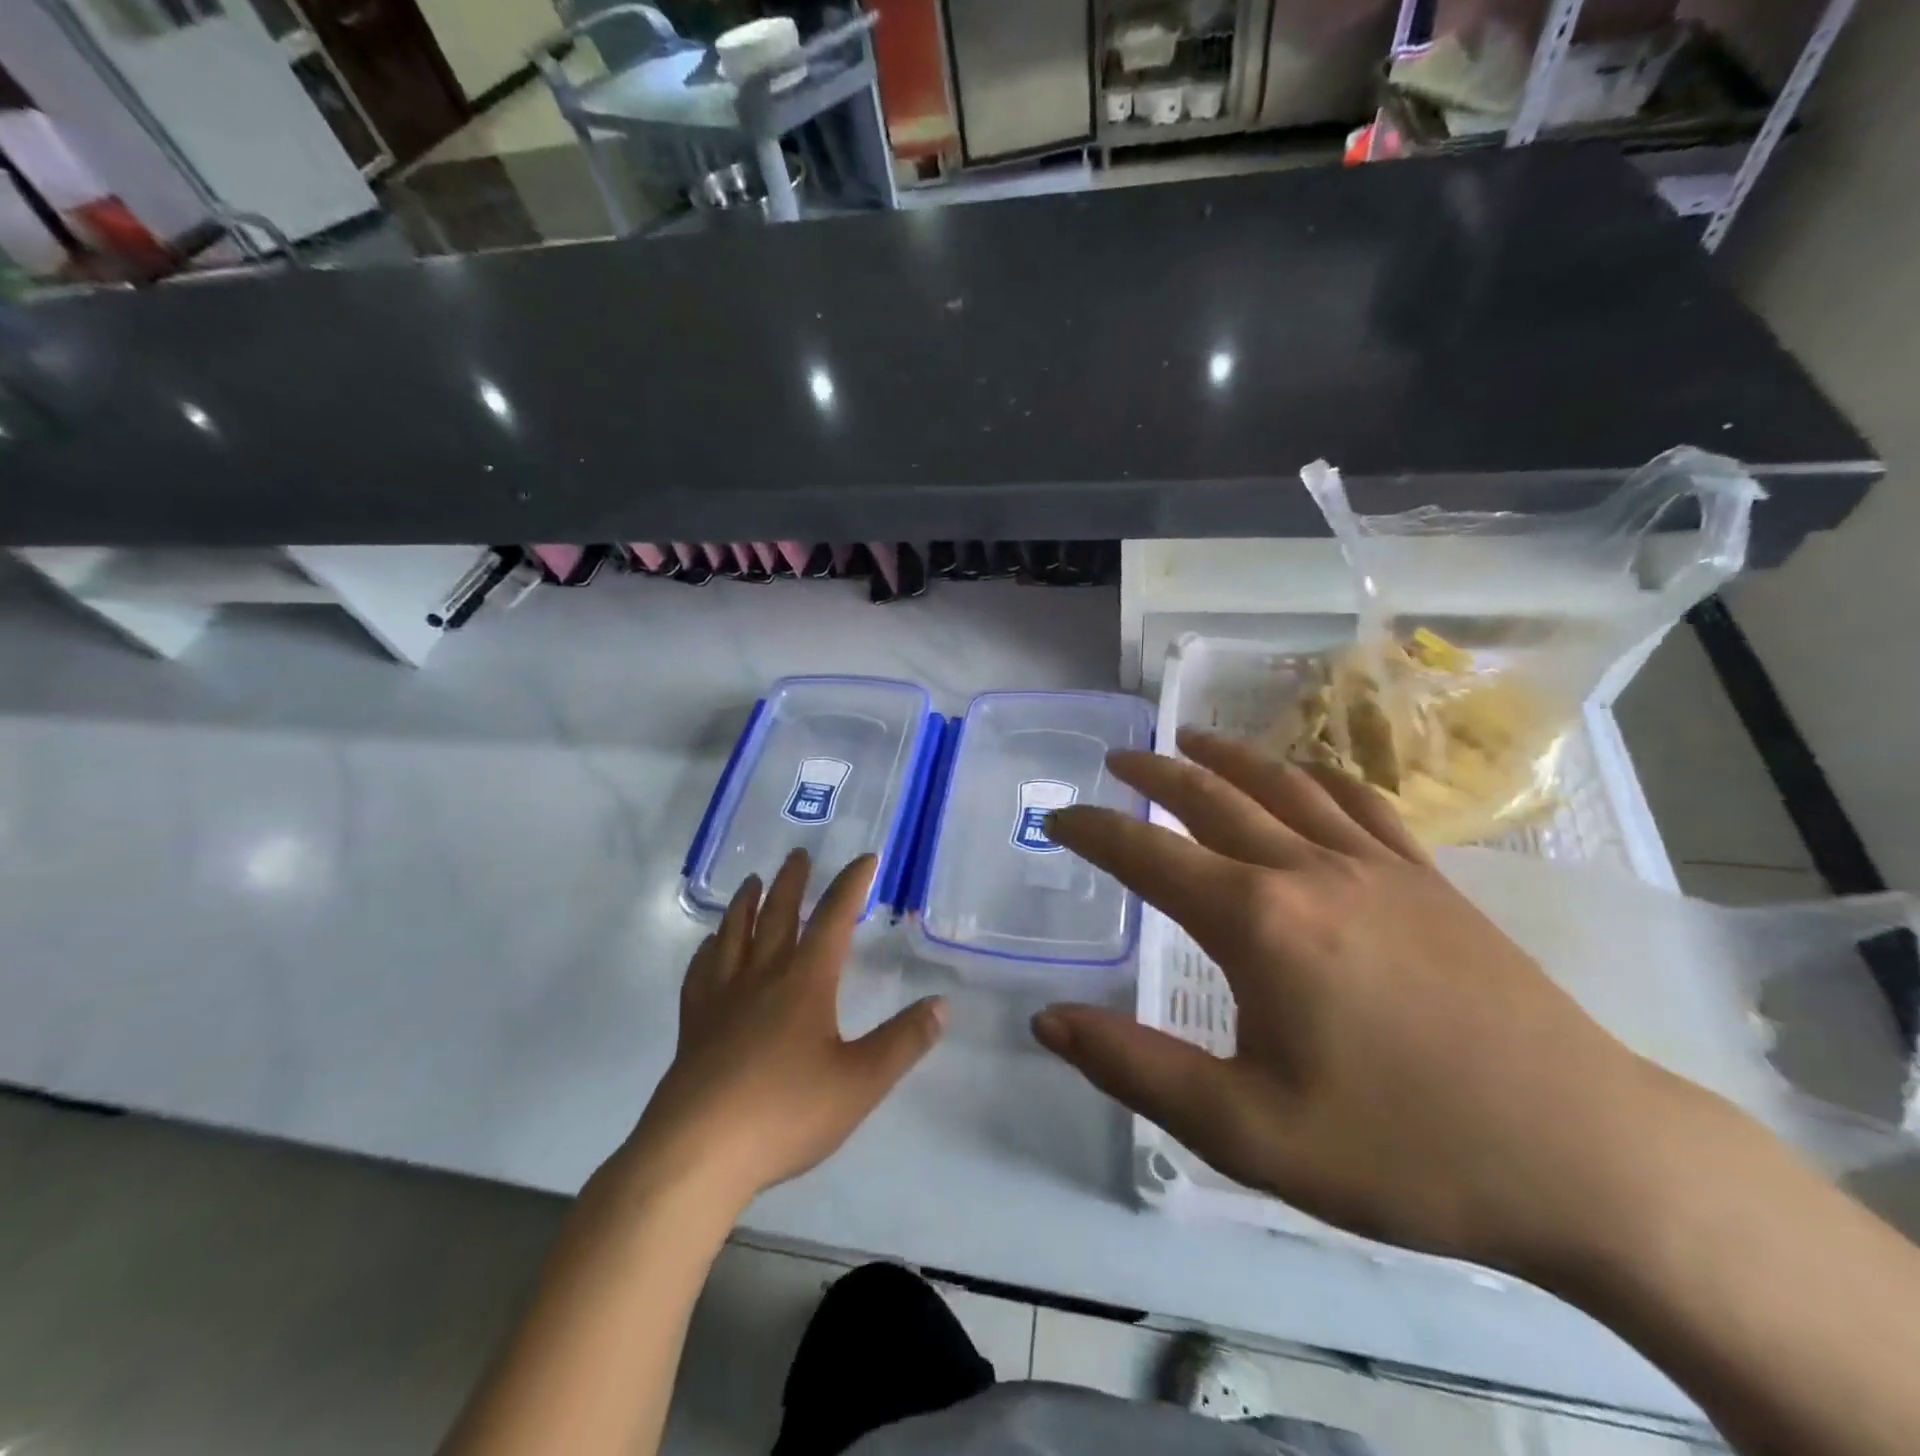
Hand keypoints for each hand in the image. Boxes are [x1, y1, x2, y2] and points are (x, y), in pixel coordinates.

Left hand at [620, 851, 945, 1209]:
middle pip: (778, 915)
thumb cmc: (785, 1113)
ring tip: (752, 881)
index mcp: (805, 982)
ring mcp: (721, 999)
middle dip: (792, 882)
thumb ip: (904, 1042)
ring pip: (734, 935)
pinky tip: (709, 946)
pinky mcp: (693, 1025)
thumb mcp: (860, 1082)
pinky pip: (701, 972)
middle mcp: (762, 977)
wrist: (698, 1153)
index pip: (833, 919)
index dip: (851, 885)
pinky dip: (708, 949)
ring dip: (746, 903)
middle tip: (797, 854)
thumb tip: (942, 1004)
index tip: (864, 858)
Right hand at [1034, 730, 1693, 1277]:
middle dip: (1154, 775)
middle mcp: (1309, 871)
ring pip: (1283, 785)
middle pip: (1213, 798)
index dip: (1094, 832)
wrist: (1589, 1159)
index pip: (1149, 856)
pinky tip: (1303, 773)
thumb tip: (1047, 1021)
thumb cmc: (1403, 1149)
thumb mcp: (1246, 1132)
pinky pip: (1360, 803)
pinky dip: (1316, 775)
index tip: (1056, 818)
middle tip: (1116, 760)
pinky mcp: (1430, 881)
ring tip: (1189, 737)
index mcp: (1258, 923)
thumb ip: (1135, 1068)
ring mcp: (1378, 867)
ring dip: (1227, 756)